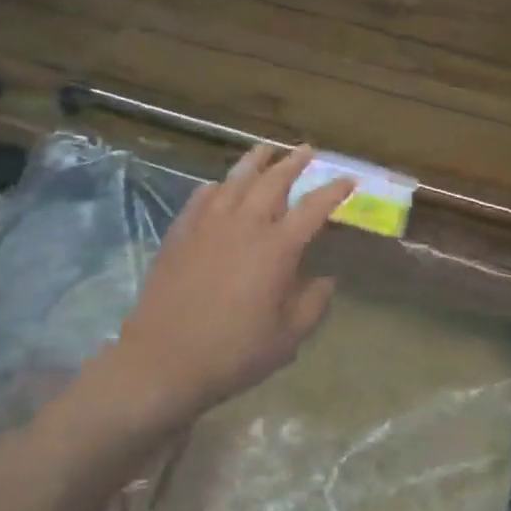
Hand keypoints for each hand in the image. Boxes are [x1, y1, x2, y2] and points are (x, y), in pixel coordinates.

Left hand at [106, 144, 352, 426]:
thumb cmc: (232, 353)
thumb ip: (313, 304)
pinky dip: (216, 186)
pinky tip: (219, 186)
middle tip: (306, 151)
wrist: (162, 361)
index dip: (334, 191)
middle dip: (293, 163)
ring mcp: (209, 224)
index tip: (348, 180)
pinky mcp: (181, 233)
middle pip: (273, 181)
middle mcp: (245, 224)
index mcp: (277, 247)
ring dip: (255, 161)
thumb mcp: (287, 339)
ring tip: (266, 150)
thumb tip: (326, 280)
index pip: (314, 207)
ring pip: (236, 179)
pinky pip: (202, 197)